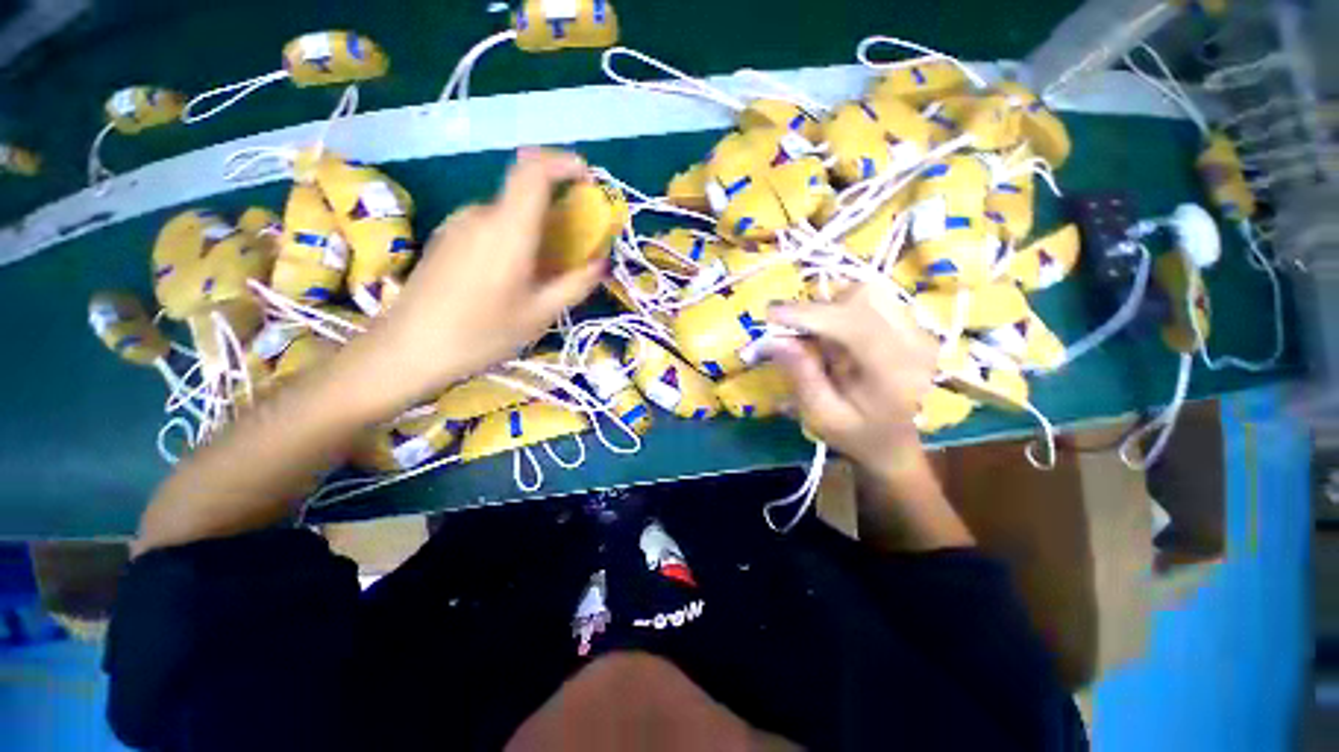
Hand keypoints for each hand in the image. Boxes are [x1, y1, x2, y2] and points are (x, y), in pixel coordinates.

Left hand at [345, 149, 605, 413]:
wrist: (409, 348)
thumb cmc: (481, 333)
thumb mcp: (540, 314)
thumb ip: (576, 284)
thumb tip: (602, 263)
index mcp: (508, 229)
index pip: (534, 170)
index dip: (563, 163)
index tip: (586, 179)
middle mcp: (480, 214)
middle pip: (524, 196)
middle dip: (555, 214)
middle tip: (570, 251)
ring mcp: (458, 224)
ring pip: (507, 214)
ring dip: (532, 232)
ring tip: (539, 274)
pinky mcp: (445, 237)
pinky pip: (488, 226)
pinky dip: (510, 239)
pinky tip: (508, 278)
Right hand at [764, 283, 937, 477]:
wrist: (897, 443)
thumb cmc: (857, 435)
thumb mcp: (820, 416)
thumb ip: (800, 376)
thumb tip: (774, 339)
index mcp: (893, 372)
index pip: (852, 324)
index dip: (808, 313)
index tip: (770, 314)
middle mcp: (915, 343)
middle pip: (863, 298)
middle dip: (819, 309)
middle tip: (795, 331)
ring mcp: (919, 330)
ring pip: (869, 292)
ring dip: (834, 305)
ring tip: (820, 334)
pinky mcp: (914, 325)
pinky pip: (875, 299)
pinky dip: (847, 307)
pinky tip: (839, 334)